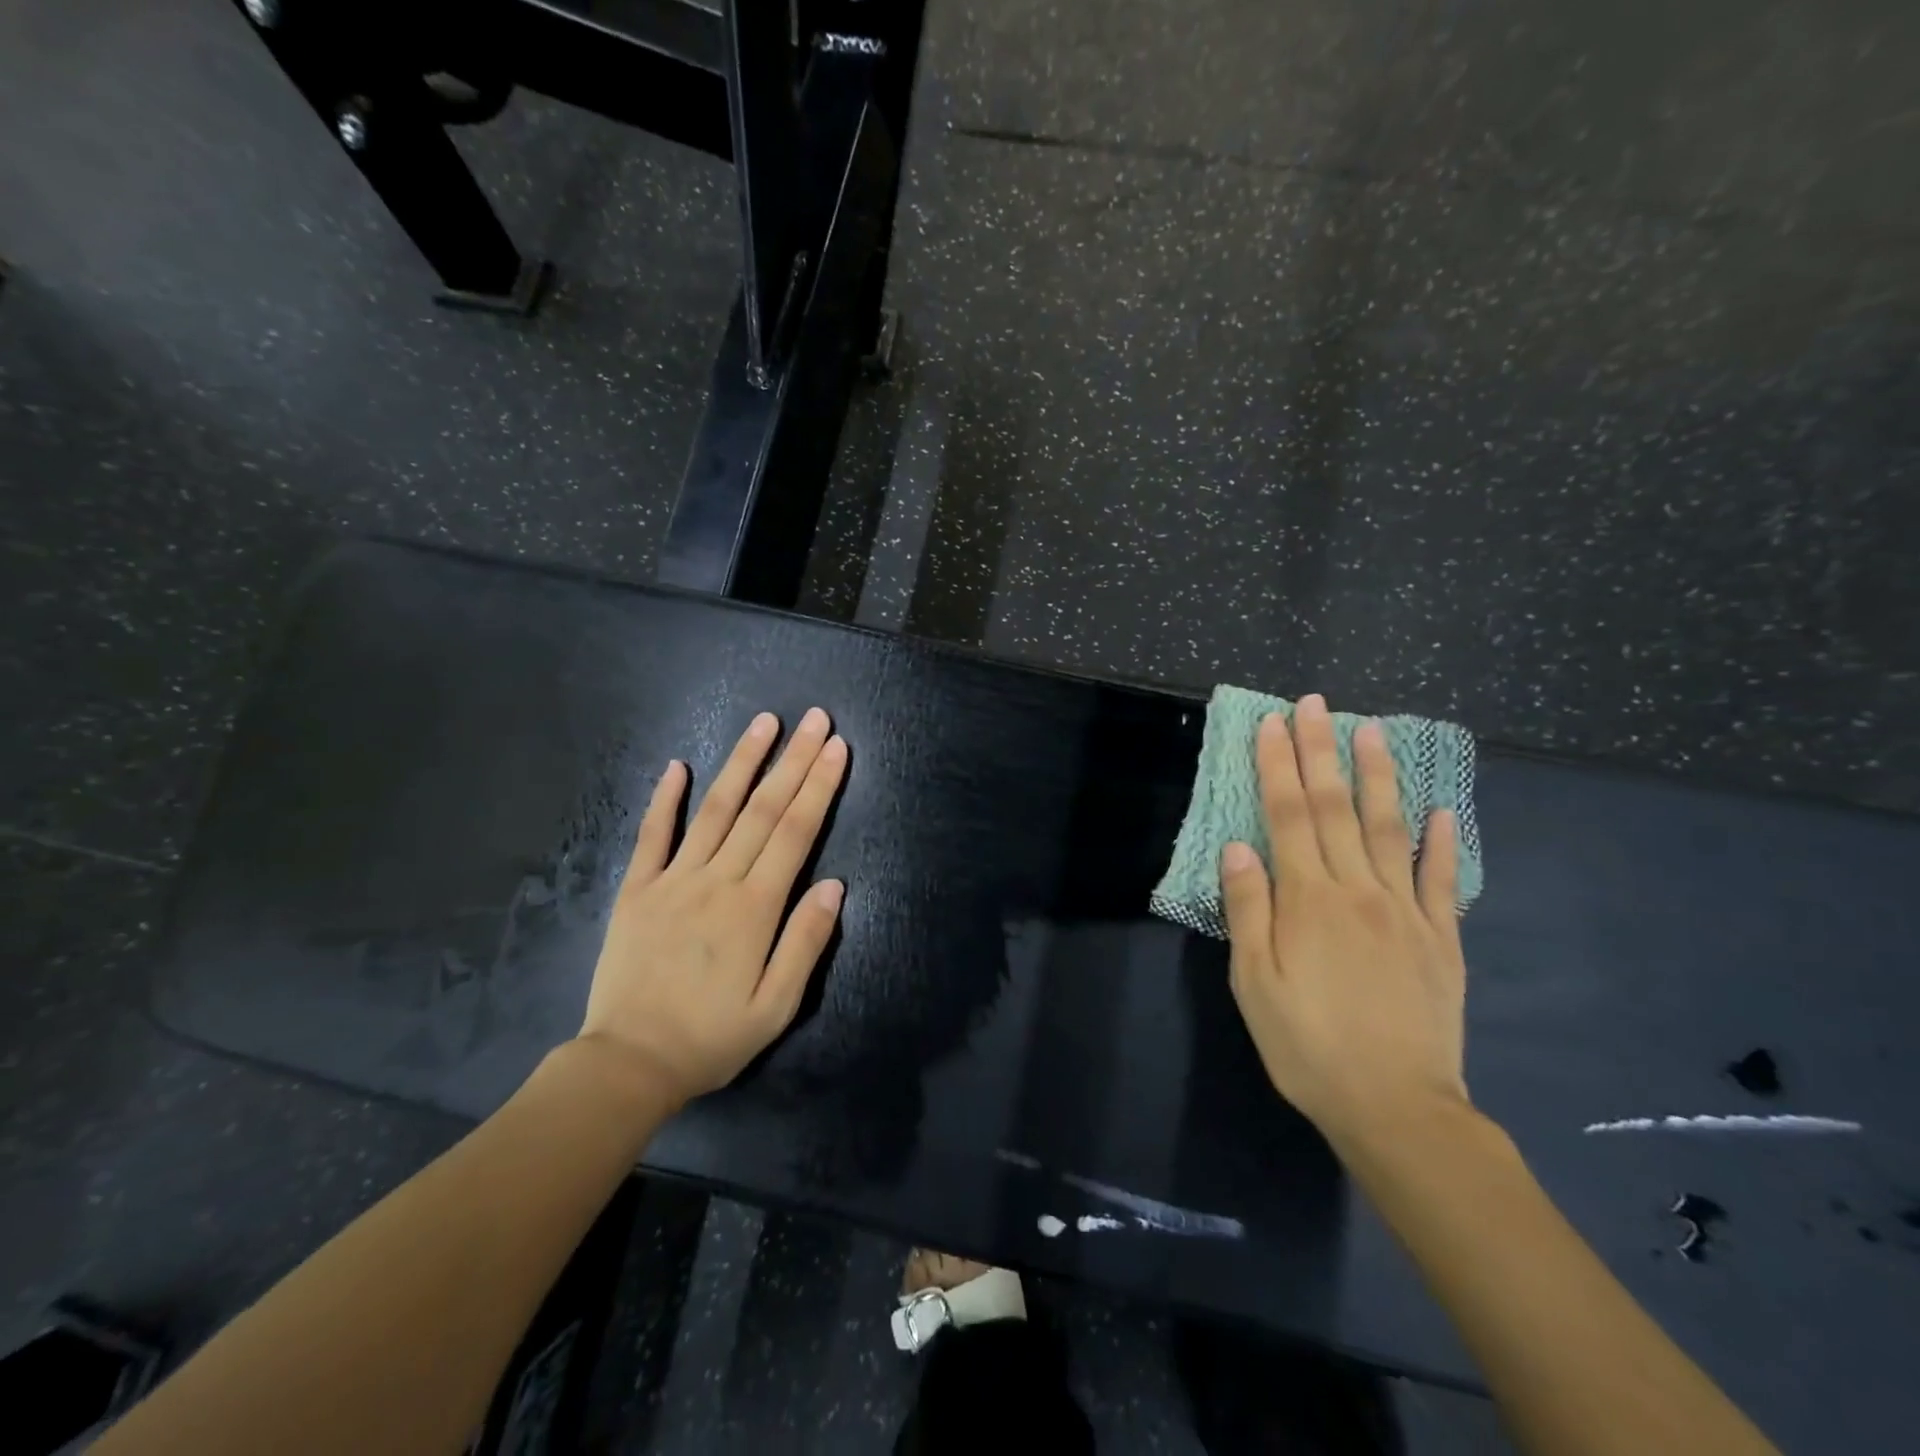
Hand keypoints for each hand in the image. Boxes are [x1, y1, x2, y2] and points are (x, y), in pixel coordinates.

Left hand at [578, 708, 848, 1103]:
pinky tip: (678, 765)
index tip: (836, 748)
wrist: (628, 1064)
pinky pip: (652, 835)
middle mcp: (716, 881)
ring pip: (714, 809)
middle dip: (793, 760)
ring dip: (741, 762)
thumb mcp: (776, 1007)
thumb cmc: (711, 1038)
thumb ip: (806, 942)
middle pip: (762, 809)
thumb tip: (835, 885)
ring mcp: (672, 880)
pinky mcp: (637, 889)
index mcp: (754, 908)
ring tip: (764, 723)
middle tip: (815, 719)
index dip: (818, 787)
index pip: (794, 832)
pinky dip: (665, 798)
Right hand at [1219, 694, 1468, 1149]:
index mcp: (1308, 900)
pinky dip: (1443, 842)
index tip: (1272, 723)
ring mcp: (1405, 911)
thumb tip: (1239, 848)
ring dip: (1378, 777)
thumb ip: (1248, 911)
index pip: (1287, 815)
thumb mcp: (1254, 983)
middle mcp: (1357, 890)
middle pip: (1334, 808)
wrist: (1397, 1108)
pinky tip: (1445, 812)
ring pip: (1389, 829)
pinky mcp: (1441, 939)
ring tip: (1373, 731)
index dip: (1278, 765)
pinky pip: (1442, 881)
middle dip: (1320, 752)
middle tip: (1315, 705)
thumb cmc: (1307, 1045)